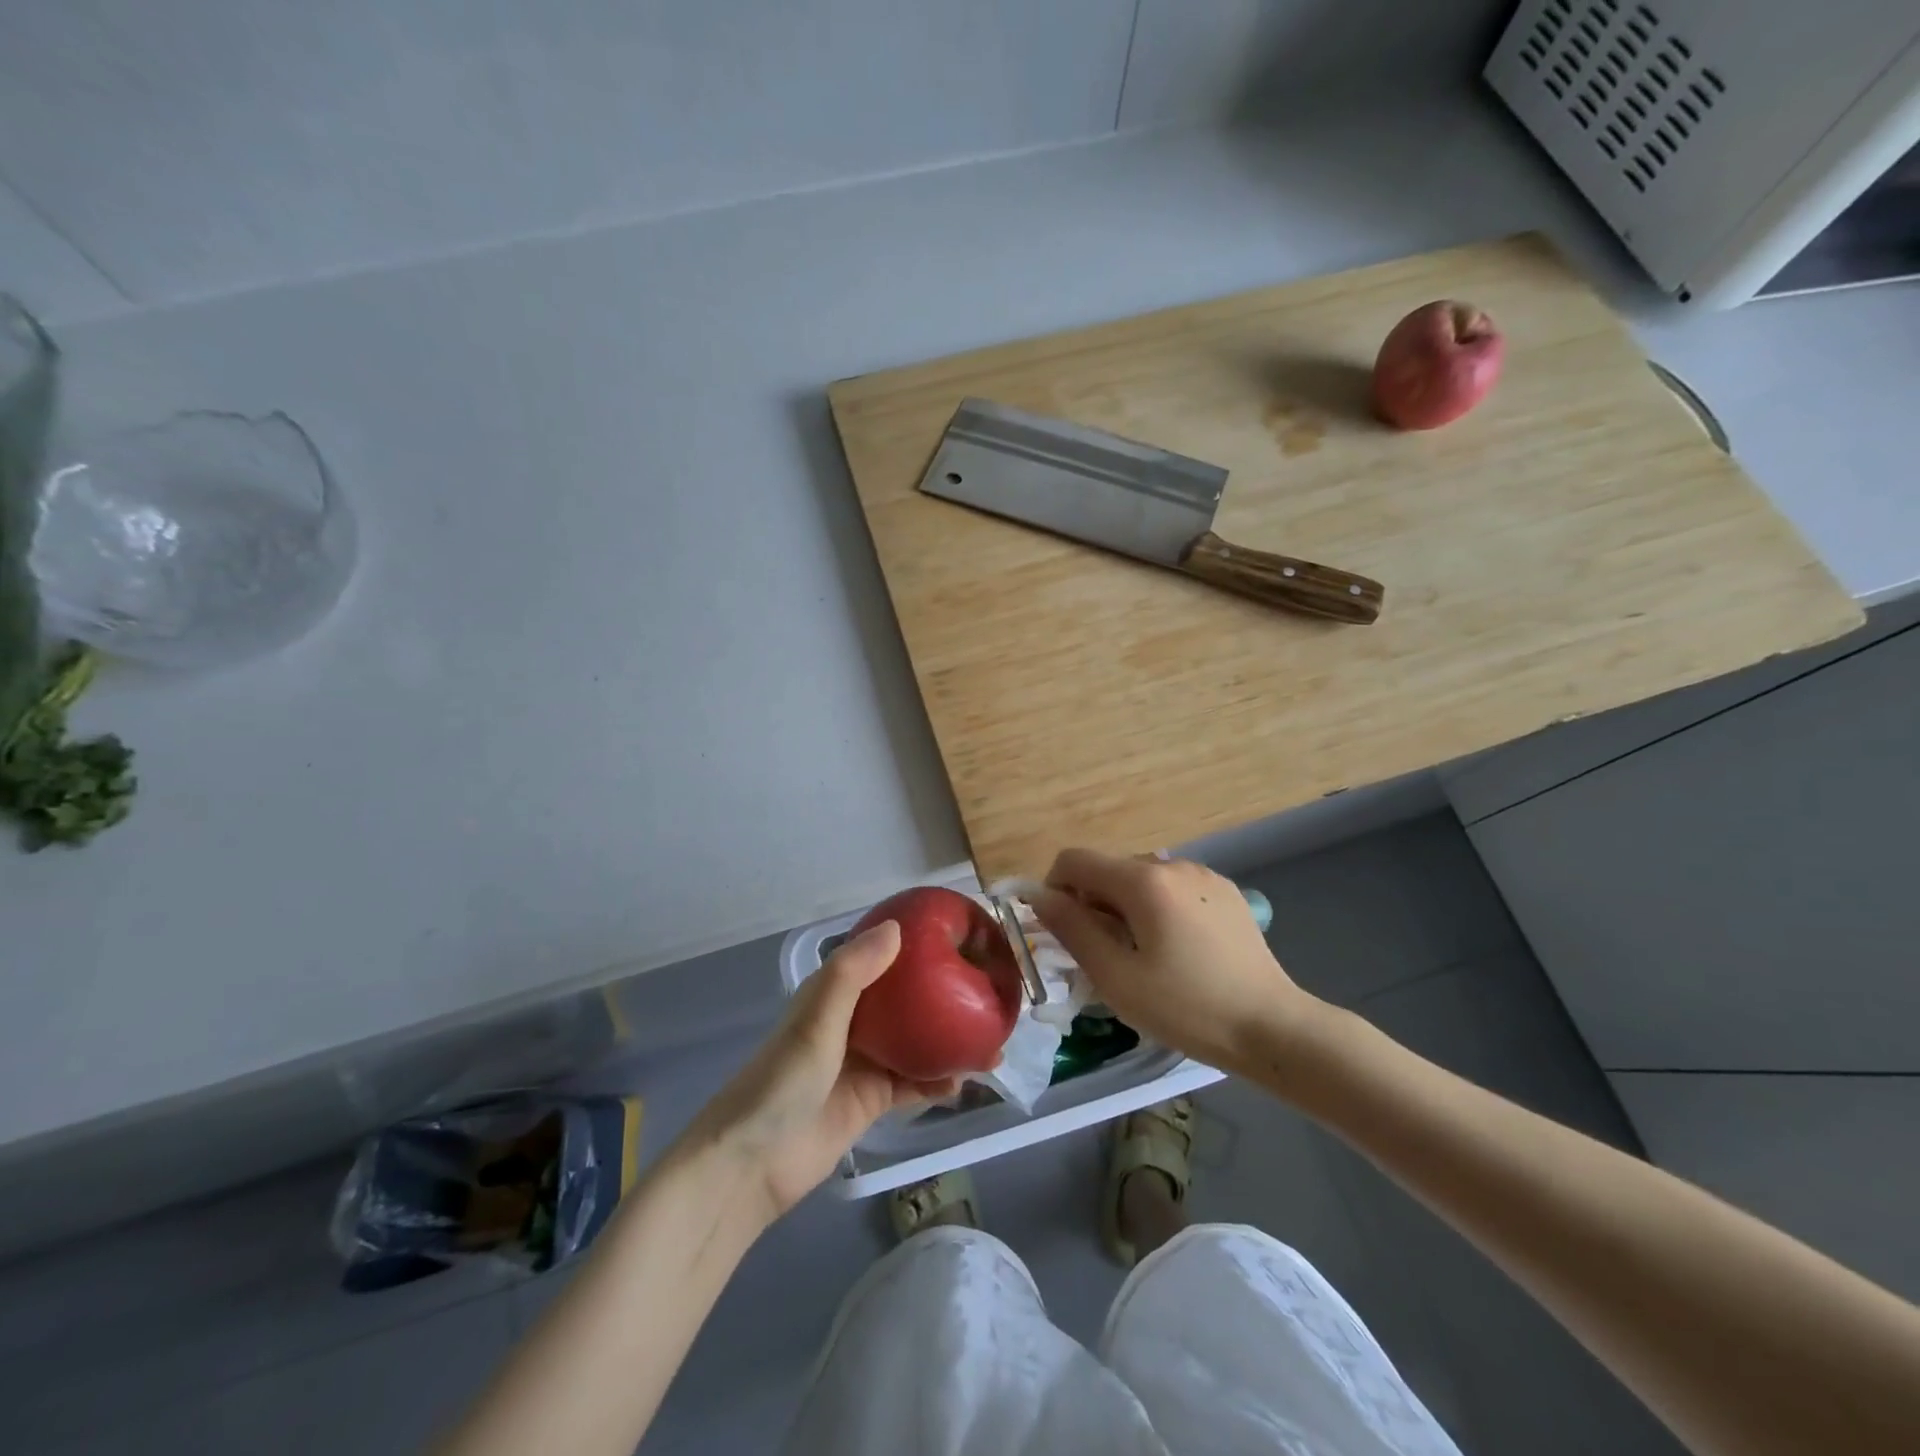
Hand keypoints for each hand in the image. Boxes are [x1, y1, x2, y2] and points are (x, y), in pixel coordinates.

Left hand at [681, 921, 961, 1223]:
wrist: (752, 1164)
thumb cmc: (782, 1080)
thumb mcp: (816, 1020)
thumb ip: (852, 974)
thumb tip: (896, 927)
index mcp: (835, 993)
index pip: (880, 958)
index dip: (915, 946)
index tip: (956, 937)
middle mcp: (852, 1022)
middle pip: (906, 1001)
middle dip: (943, 995)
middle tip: (986, 991)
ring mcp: (863, 1063)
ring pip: (916, 1042)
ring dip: (949, 1040)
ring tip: (990, 1039)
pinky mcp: (871, 1101)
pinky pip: (912, 1084)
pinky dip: (937, 1081)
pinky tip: (964, 1082)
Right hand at [1033, 849, 1323, 1076]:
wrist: (1272, 1027)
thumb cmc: (1186, 1007)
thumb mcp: (1116, 977)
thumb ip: (1072, 929)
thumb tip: (1039, 896)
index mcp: (1142, 880)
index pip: (1074, 860)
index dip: (1055, 890)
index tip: (1064, 933)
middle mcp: (1171, 864)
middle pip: (1108, 869)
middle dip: (1092, 904)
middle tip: (1105, 956)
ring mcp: (1203, 875)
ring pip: (1140, 879)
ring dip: (1125, 906)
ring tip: (1143, 955)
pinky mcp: (1225, 891)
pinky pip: (1172, 888)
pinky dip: (1157, 908)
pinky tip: (1178, 949)